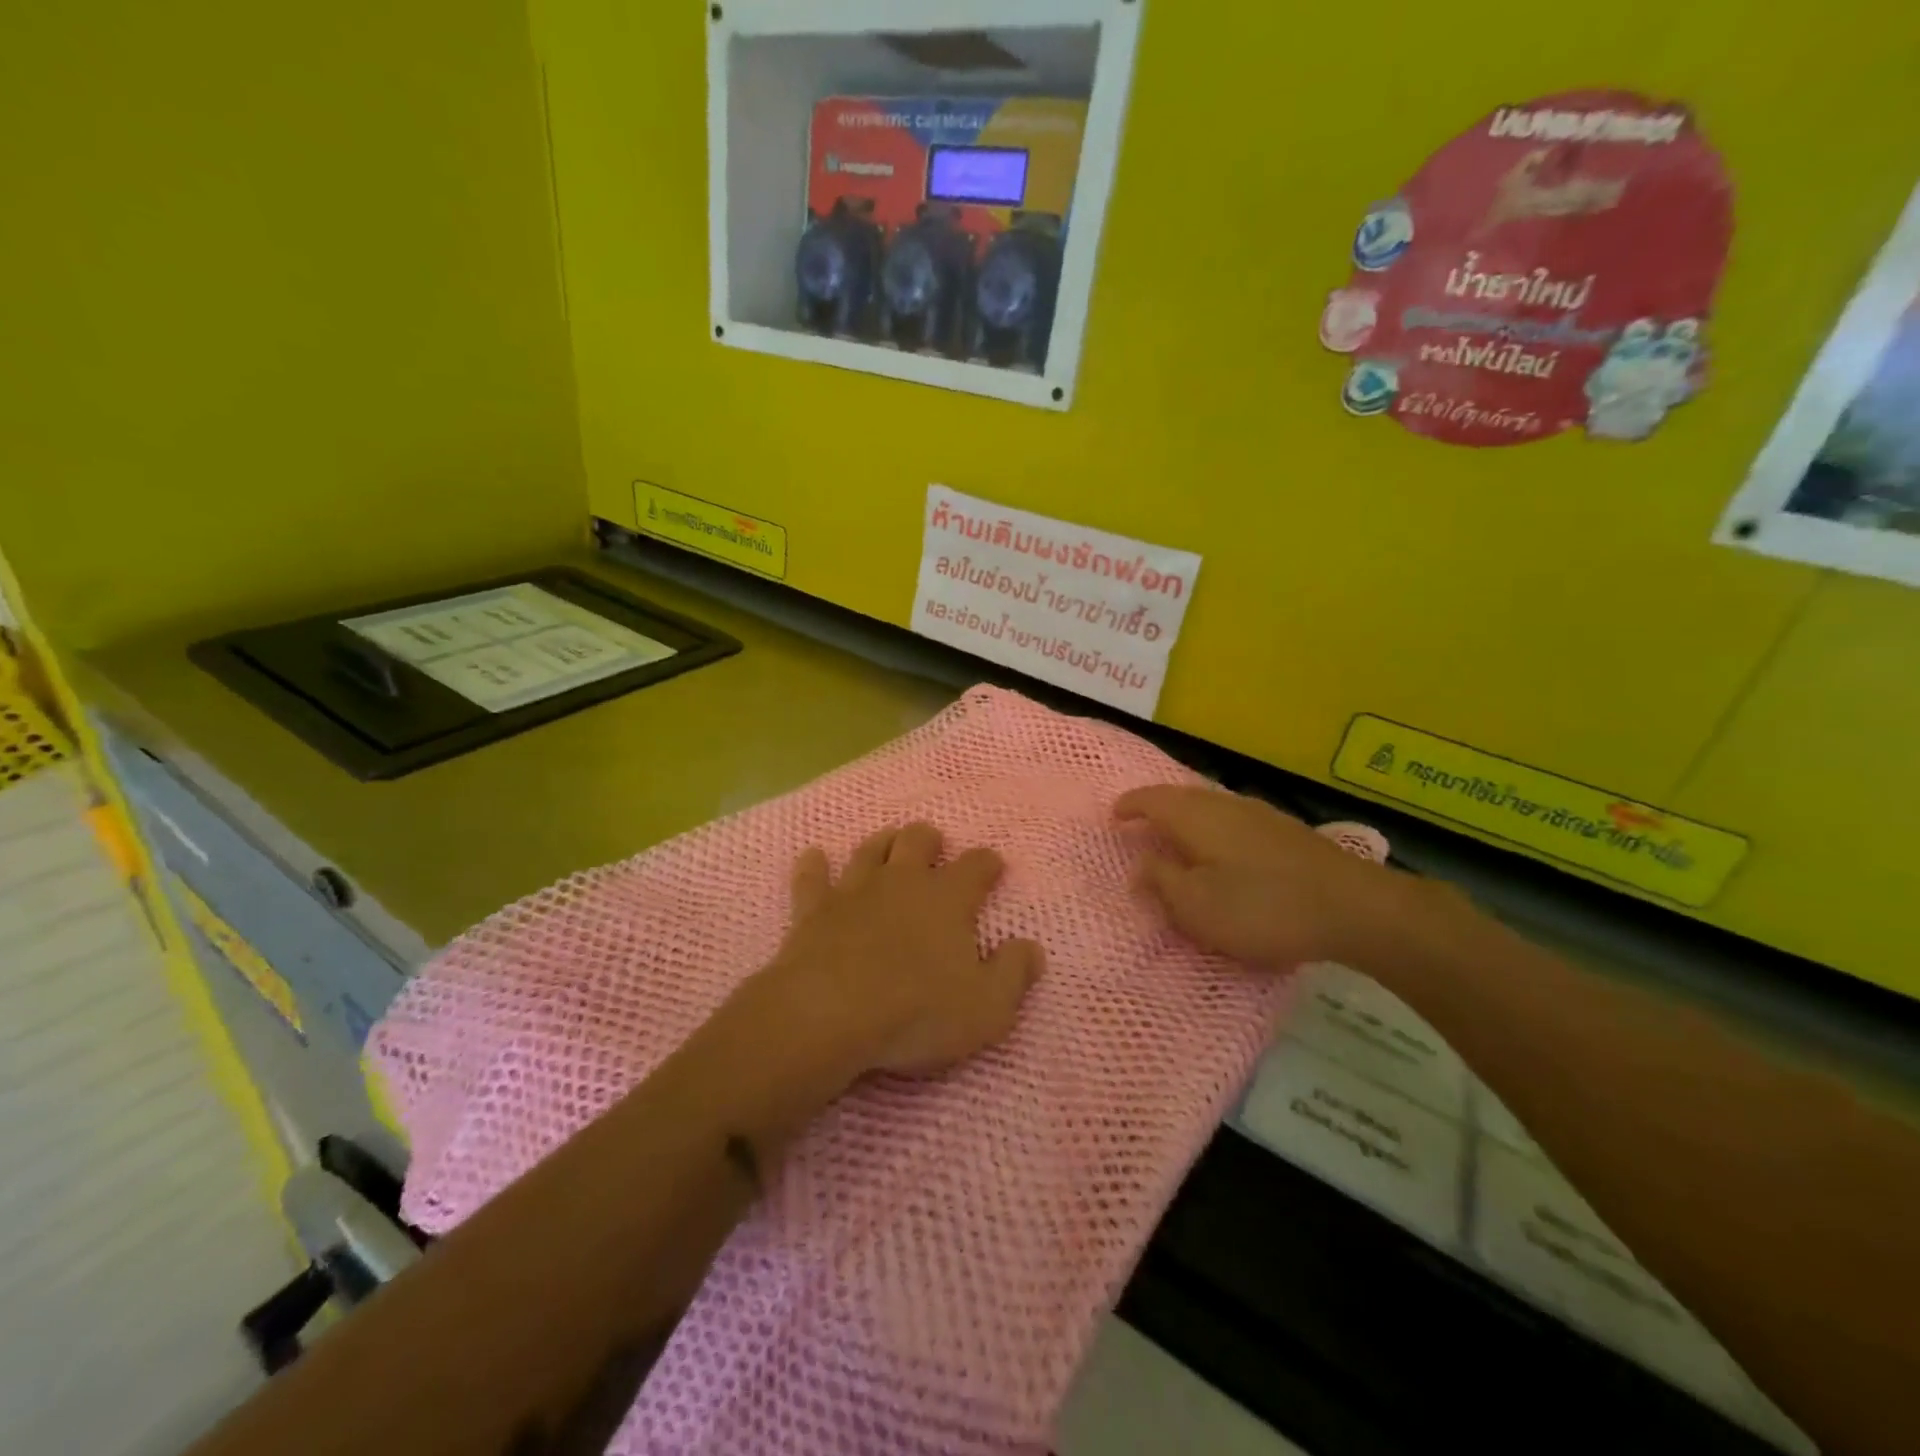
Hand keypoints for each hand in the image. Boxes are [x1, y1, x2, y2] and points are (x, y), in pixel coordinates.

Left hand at [757, 823, 1044, 1080]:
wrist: (828, 1014)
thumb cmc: (916, 1013)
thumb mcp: (986, 1008)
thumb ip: (1014, 974)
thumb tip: (1032, 948)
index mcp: (948, 899)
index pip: (977, 865)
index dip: (988, 863)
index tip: (994, 867)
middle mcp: (902, 881)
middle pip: (918, 840)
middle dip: (929, 839)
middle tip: (934, 847)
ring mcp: (854, 890)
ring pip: (871, 849)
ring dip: (882, 843)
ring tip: (888, 843)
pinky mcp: (813, 908)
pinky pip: (812, 876)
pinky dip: (814, 865)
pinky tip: (814, 857)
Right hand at [1115, 785, 1400, 968]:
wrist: (1353, 907)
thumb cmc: (1262, 907)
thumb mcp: (1197, 906)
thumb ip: (1162, 883)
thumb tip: (1141, 864)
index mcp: (1195, 817)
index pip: (1151, 799)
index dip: (1129, 806)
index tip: (1114, 817)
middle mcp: (1224, 804)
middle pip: (1181, 796)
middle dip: (1157, 807)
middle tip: (1140, 825)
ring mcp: (1259, 813)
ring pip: (1210, 805)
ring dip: (1187, 817)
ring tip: (1176, 837)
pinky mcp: (1285, 831)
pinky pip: (1232, 818)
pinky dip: (1214, 828)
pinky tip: (1223, 849)